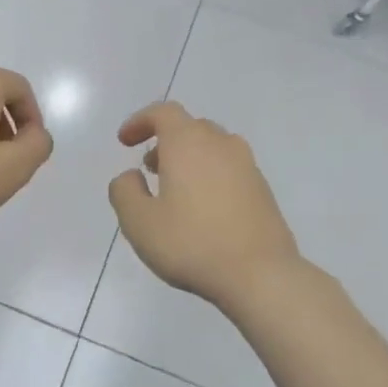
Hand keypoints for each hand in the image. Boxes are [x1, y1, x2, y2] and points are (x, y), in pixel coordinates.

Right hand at [108, 102, 299, 310]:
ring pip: (212, 147)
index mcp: (188, 143)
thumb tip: (131, 176)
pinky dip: (210, 175)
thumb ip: (124, 191)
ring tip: (174, 189)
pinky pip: (229, 169)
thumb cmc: (191, 243)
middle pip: (190, 127)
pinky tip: (202, 209)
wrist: (260, 274)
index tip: (125, 141)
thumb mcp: (139, 222)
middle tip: (148, 168)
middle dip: (165, 141)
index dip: (140, 121)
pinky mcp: (262, 189)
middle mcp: (221, 144)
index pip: (163, 112)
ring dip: (189, 158)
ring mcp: (247, 166)